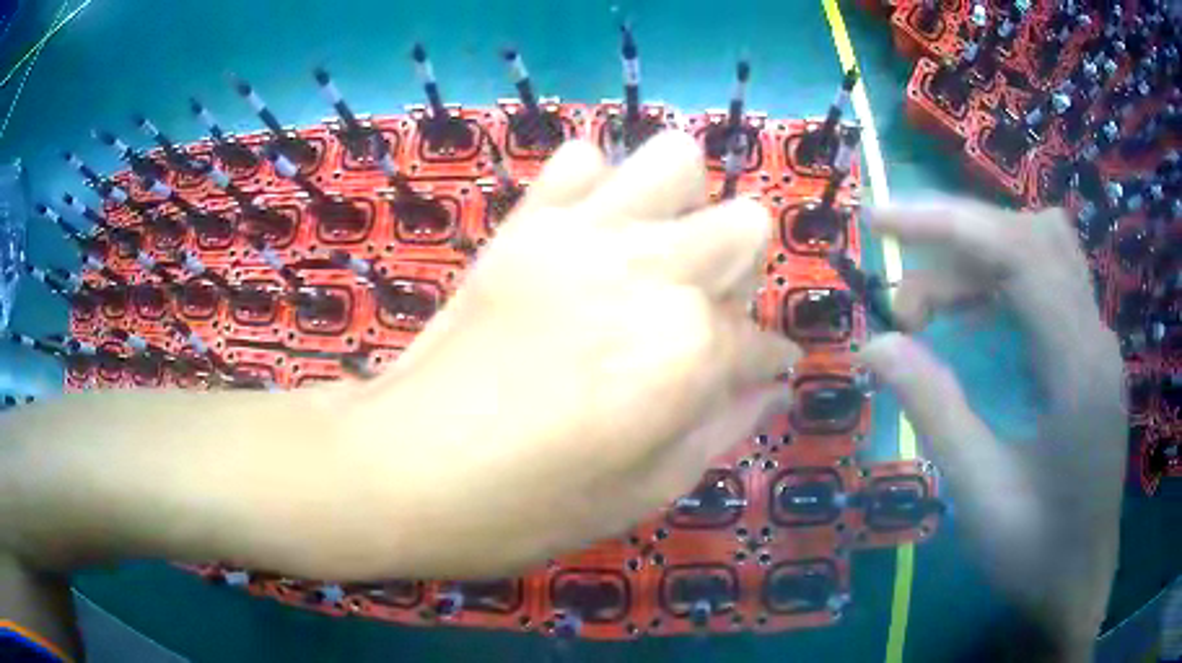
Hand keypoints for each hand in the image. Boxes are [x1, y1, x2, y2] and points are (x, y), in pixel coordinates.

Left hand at [342, 132, 798, 578]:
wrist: (402, 466)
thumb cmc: (527, 506)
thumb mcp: (646, 492)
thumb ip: (724, 427)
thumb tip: (770, 386)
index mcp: (692, 346)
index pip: (762, 340)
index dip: (766, 363)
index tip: (756, 377)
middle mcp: (655, 267)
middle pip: (745, 224)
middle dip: (737, 273)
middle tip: (700, 319)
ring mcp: (585, 229)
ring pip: (677, 161)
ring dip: (682, 207)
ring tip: (652, 258)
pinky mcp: (526, 221)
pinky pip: (582, 160)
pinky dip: (597, 188)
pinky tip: (585, 236)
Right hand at [858, 201, 1125, 657]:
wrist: (1079, 585)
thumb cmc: (1036, 554)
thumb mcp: (980, 495)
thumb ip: (935, 411)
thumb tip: (875, 345)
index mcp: (1077, 368)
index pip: (1019, 250)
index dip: (948, 222)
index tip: (881, 221)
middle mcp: (1094, 336)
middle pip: (1030, 236)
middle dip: (957, 243)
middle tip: (903, 300)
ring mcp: (1096, 342)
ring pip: (1041, 252)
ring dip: (978, 262)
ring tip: (929, 312)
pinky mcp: (1090, 354)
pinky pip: (1046, 285)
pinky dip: (1000, 284)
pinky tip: (973, 322)